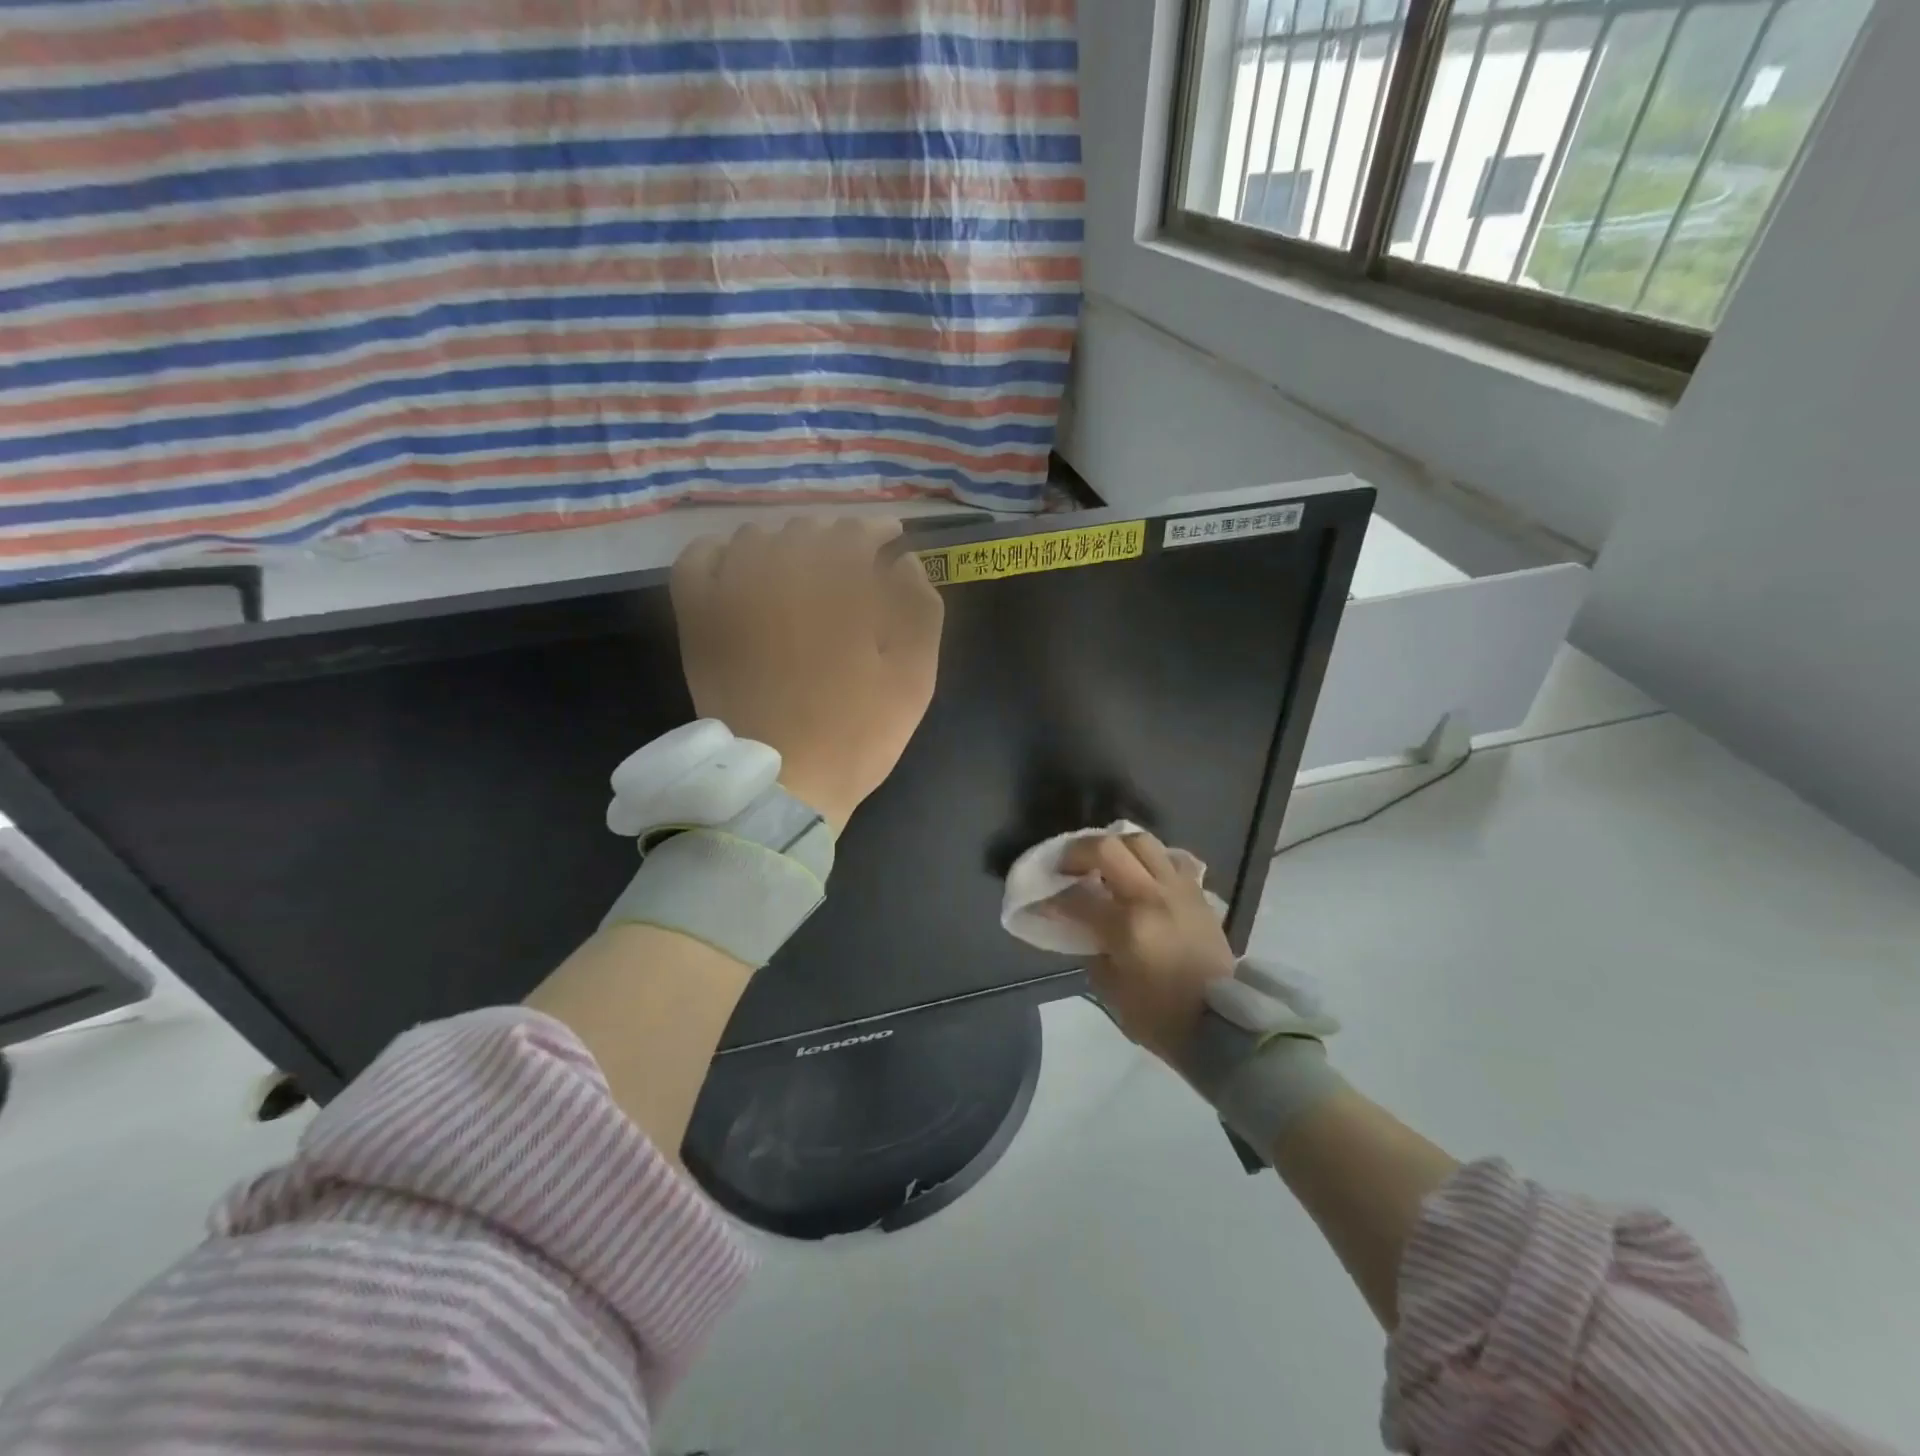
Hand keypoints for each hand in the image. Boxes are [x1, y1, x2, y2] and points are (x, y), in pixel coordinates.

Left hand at [669, 517, 943, 830]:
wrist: (783, 783)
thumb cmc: (857, 735)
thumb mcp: (913, 680)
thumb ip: (920, 611)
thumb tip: (907, 564)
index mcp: (837, 591)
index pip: (855, 533)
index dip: (877, 530)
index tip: (891, 540)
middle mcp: (780, 578)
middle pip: (808, 530)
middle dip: (837, 537)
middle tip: (853, 561)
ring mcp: (731, 596)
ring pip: (757, 538)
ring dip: (787, 542)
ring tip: (803, 566)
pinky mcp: (699, 620)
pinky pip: (699, 559)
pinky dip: (722, 551)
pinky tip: (741, 565)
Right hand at [1046, 831, 1236, 1060]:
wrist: (1221, 1025)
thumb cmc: (1160, 1016)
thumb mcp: (1111, 989)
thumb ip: (1092, 949)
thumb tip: (1083, 927)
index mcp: (1127, 925)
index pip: (1076, 898)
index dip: (1051, 899)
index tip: (1039, 902)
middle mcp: (1152, 897)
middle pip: (1108, 848)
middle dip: (1078, 852)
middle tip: (1066, 866)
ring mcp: (1179, 890)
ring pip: (1143, 842)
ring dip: (1116, 846)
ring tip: (1103, 861)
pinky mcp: (1198, 894)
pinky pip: (1173, 859)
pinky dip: (1152, 860)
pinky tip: (1142, 873)